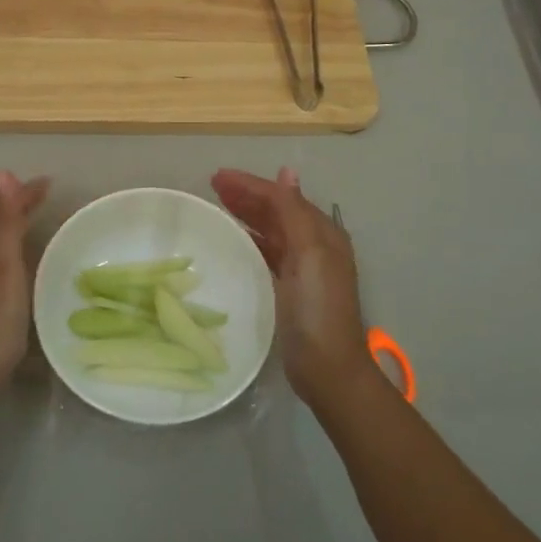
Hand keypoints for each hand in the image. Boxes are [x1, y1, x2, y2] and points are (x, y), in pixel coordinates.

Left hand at [0, 171, 49, 414]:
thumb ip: (4, 222)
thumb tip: (0, 173)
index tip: (50, 184)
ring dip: (7, 226)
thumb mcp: (3, 269)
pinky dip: (1, 249)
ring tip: (34, 222)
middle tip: (44, 198)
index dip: (20, 193)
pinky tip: (14, 261)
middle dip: (13, 206)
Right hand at [211, 167, 373, 408]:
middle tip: (212, 186)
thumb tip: (286, 172)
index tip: (216, 177)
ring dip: (247, 214)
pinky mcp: (289, 288)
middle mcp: (314, 245)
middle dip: (247, 195)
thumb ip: (295, 213)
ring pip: (270, 230)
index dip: (250, 184)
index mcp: (322, 233)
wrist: (328, 369)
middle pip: (276, 211)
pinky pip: (266, 252)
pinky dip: (250, 240)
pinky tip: (233, 240)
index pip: (282, 197)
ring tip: (218, 205)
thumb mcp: (310, 255)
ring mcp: (302, 268)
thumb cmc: (318, 309)